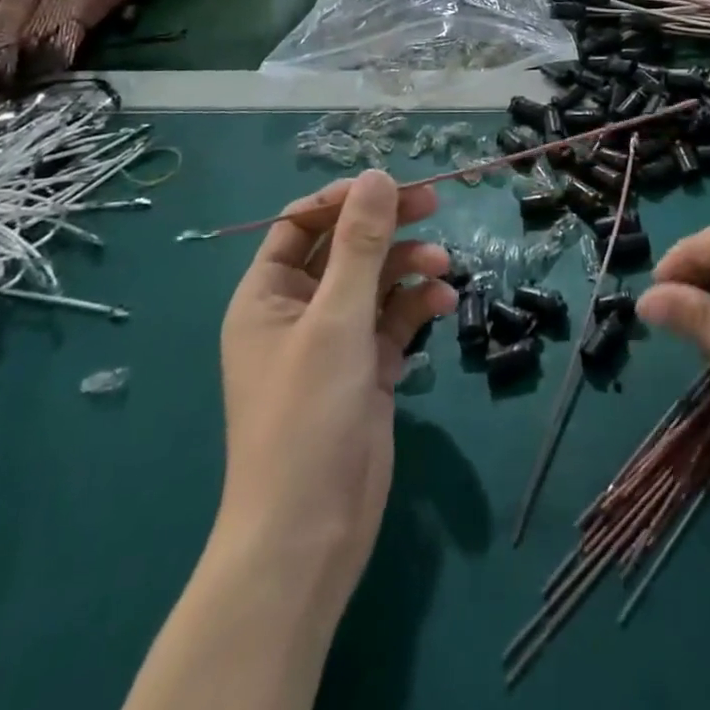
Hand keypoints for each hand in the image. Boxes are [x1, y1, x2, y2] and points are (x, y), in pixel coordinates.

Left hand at [214, 171, 455, 625]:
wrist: (310, 534)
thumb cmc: (307, 416)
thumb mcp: (336, 319)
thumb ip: (360, 244)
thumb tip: (377, 175)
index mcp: (267, 295)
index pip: (300, 224)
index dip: (343, 200)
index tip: (390, 186)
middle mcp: (297, 311)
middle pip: (344, 248)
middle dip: (386, 226)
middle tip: (433, 204)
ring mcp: (333, 342)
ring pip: (374, 282)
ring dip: (408, 266)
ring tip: (443, 264)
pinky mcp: (366, 369)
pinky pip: (392, 319)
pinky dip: (416, 304)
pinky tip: (442, 300)